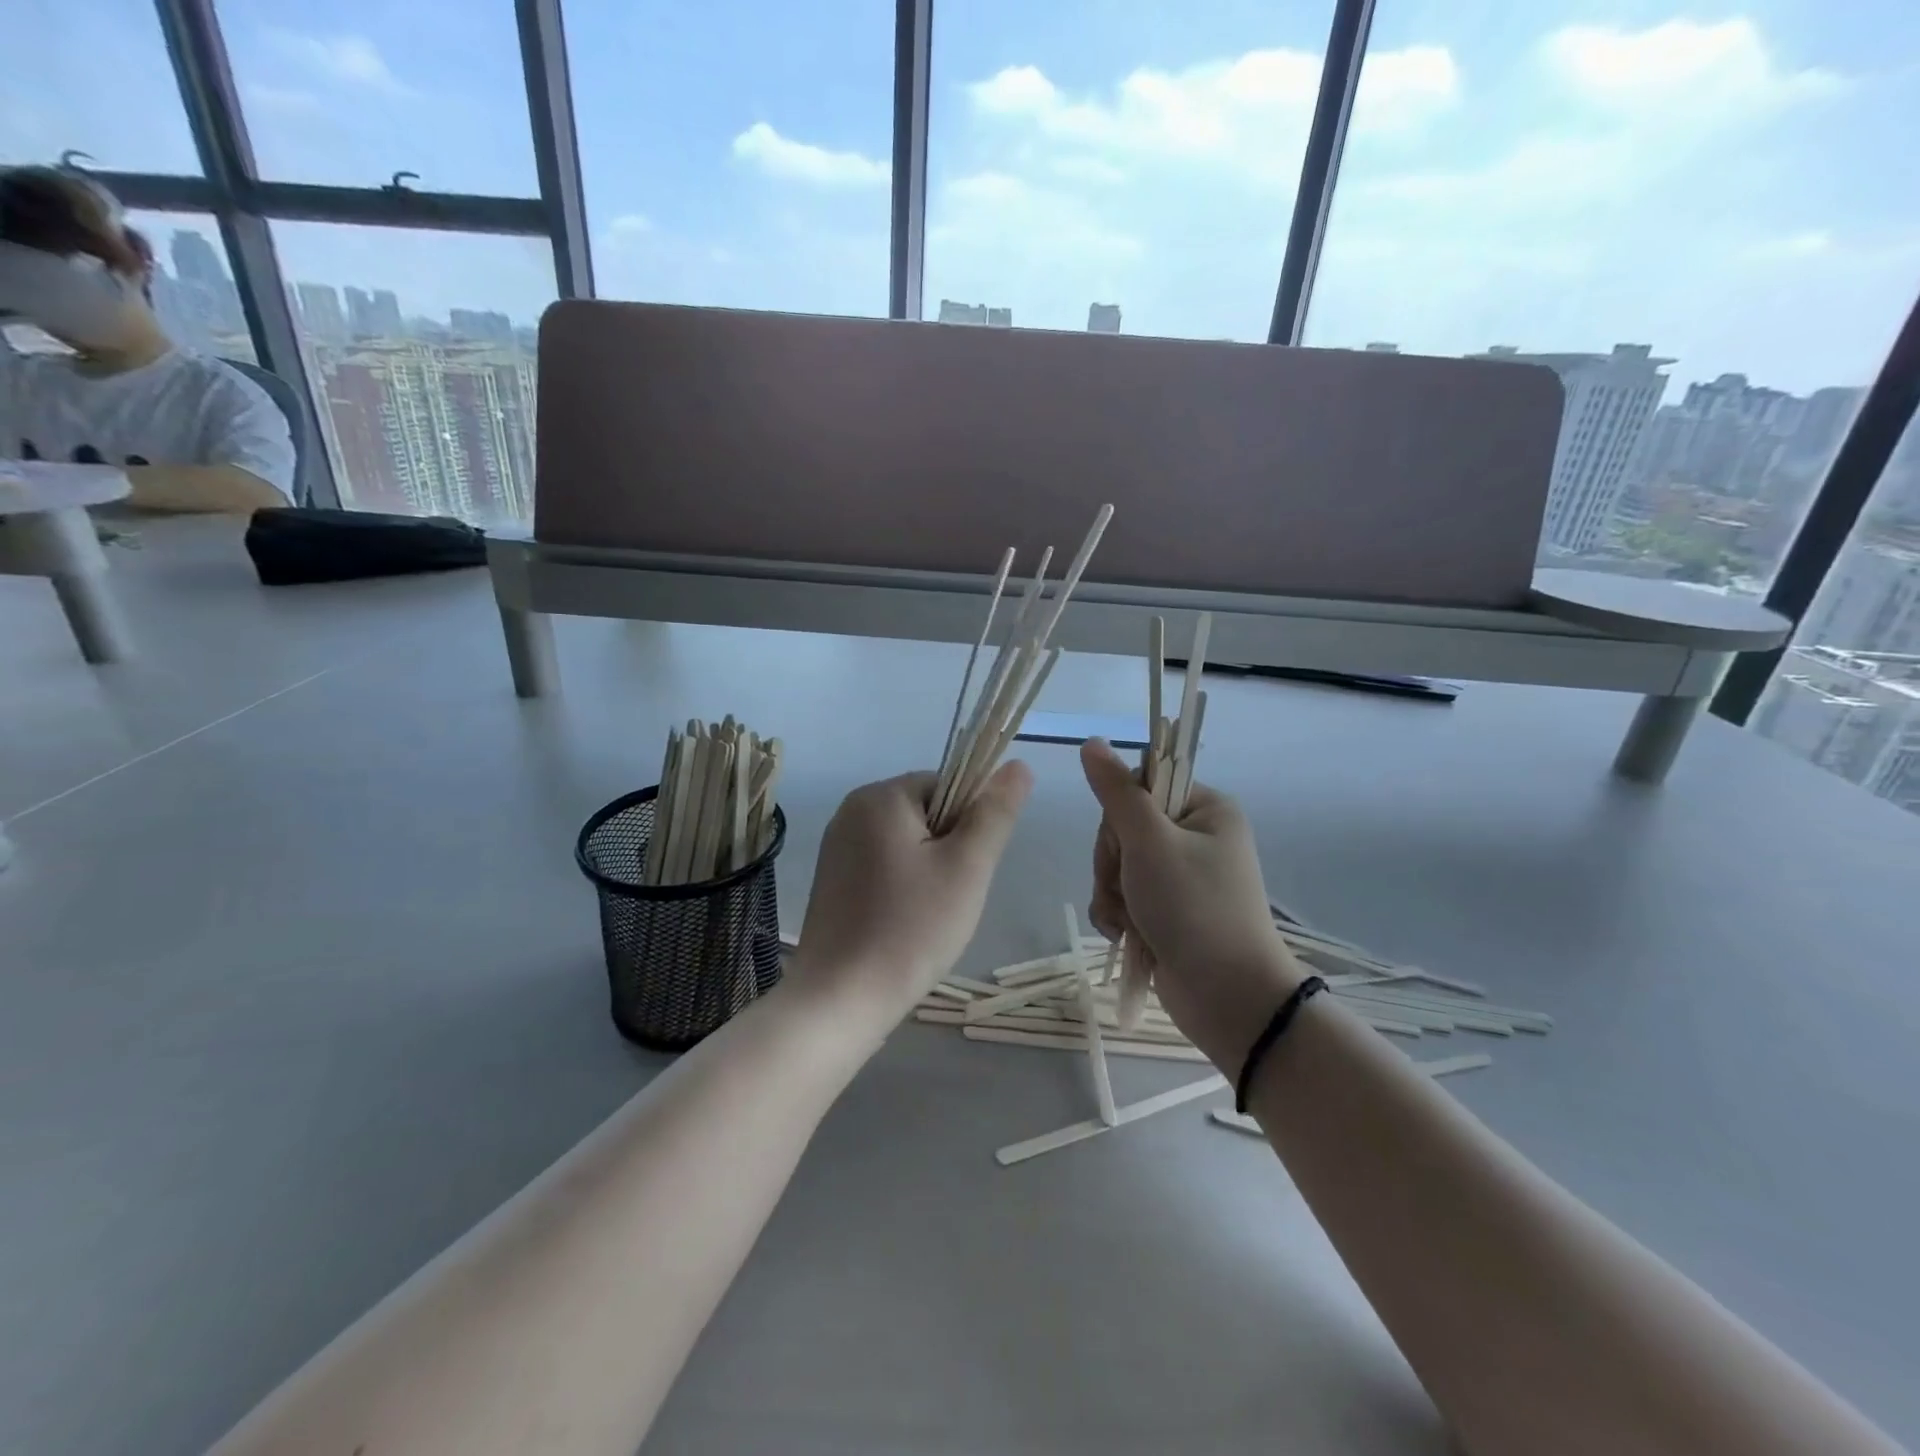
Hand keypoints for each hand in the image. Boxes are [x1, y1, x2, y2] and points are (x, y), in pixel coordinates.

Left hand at [789, 764, 1031, 1029]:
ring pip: (907, 843)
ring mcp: (837, 846)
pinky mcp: (832, 879)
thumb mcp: (967, 867)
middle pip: (926, 812)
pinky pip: (883, 866)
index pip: (948, 785)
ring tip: (928, 916)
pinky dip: (903, 887)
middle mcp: (851, 810)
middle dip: (949, 850)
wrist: (840, 999)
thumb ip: (995, 812)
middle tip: (950, 898)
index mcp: (880, 796)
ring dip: (929, 871)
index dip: (970, 824)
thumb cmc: (911, 928)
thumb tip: (1018, 765)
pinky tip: (904, 924)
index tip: (968, 869)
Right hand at [1080, 739, 1302, 1073]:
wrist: (1227, 998)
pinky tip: (1124, 933)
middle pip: (1124, 827)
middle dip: (1113, 861)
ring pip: (1118, 864)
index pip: (1141, 784)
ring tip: (1127, 918)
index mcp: (1206, 809)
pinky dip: (1117, 913)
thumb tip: (1092, 742)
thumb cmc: (1194, 908)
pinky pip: (1123, 895)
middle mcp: (1196, 837)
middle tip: (1126, 885)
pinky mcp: (1167, 910)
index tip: (1124, 840)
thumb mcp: (1150, 842)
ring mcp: (1181, 877)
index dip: (1119, 812)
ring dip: (1111, 891)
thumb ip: (1116, 792)